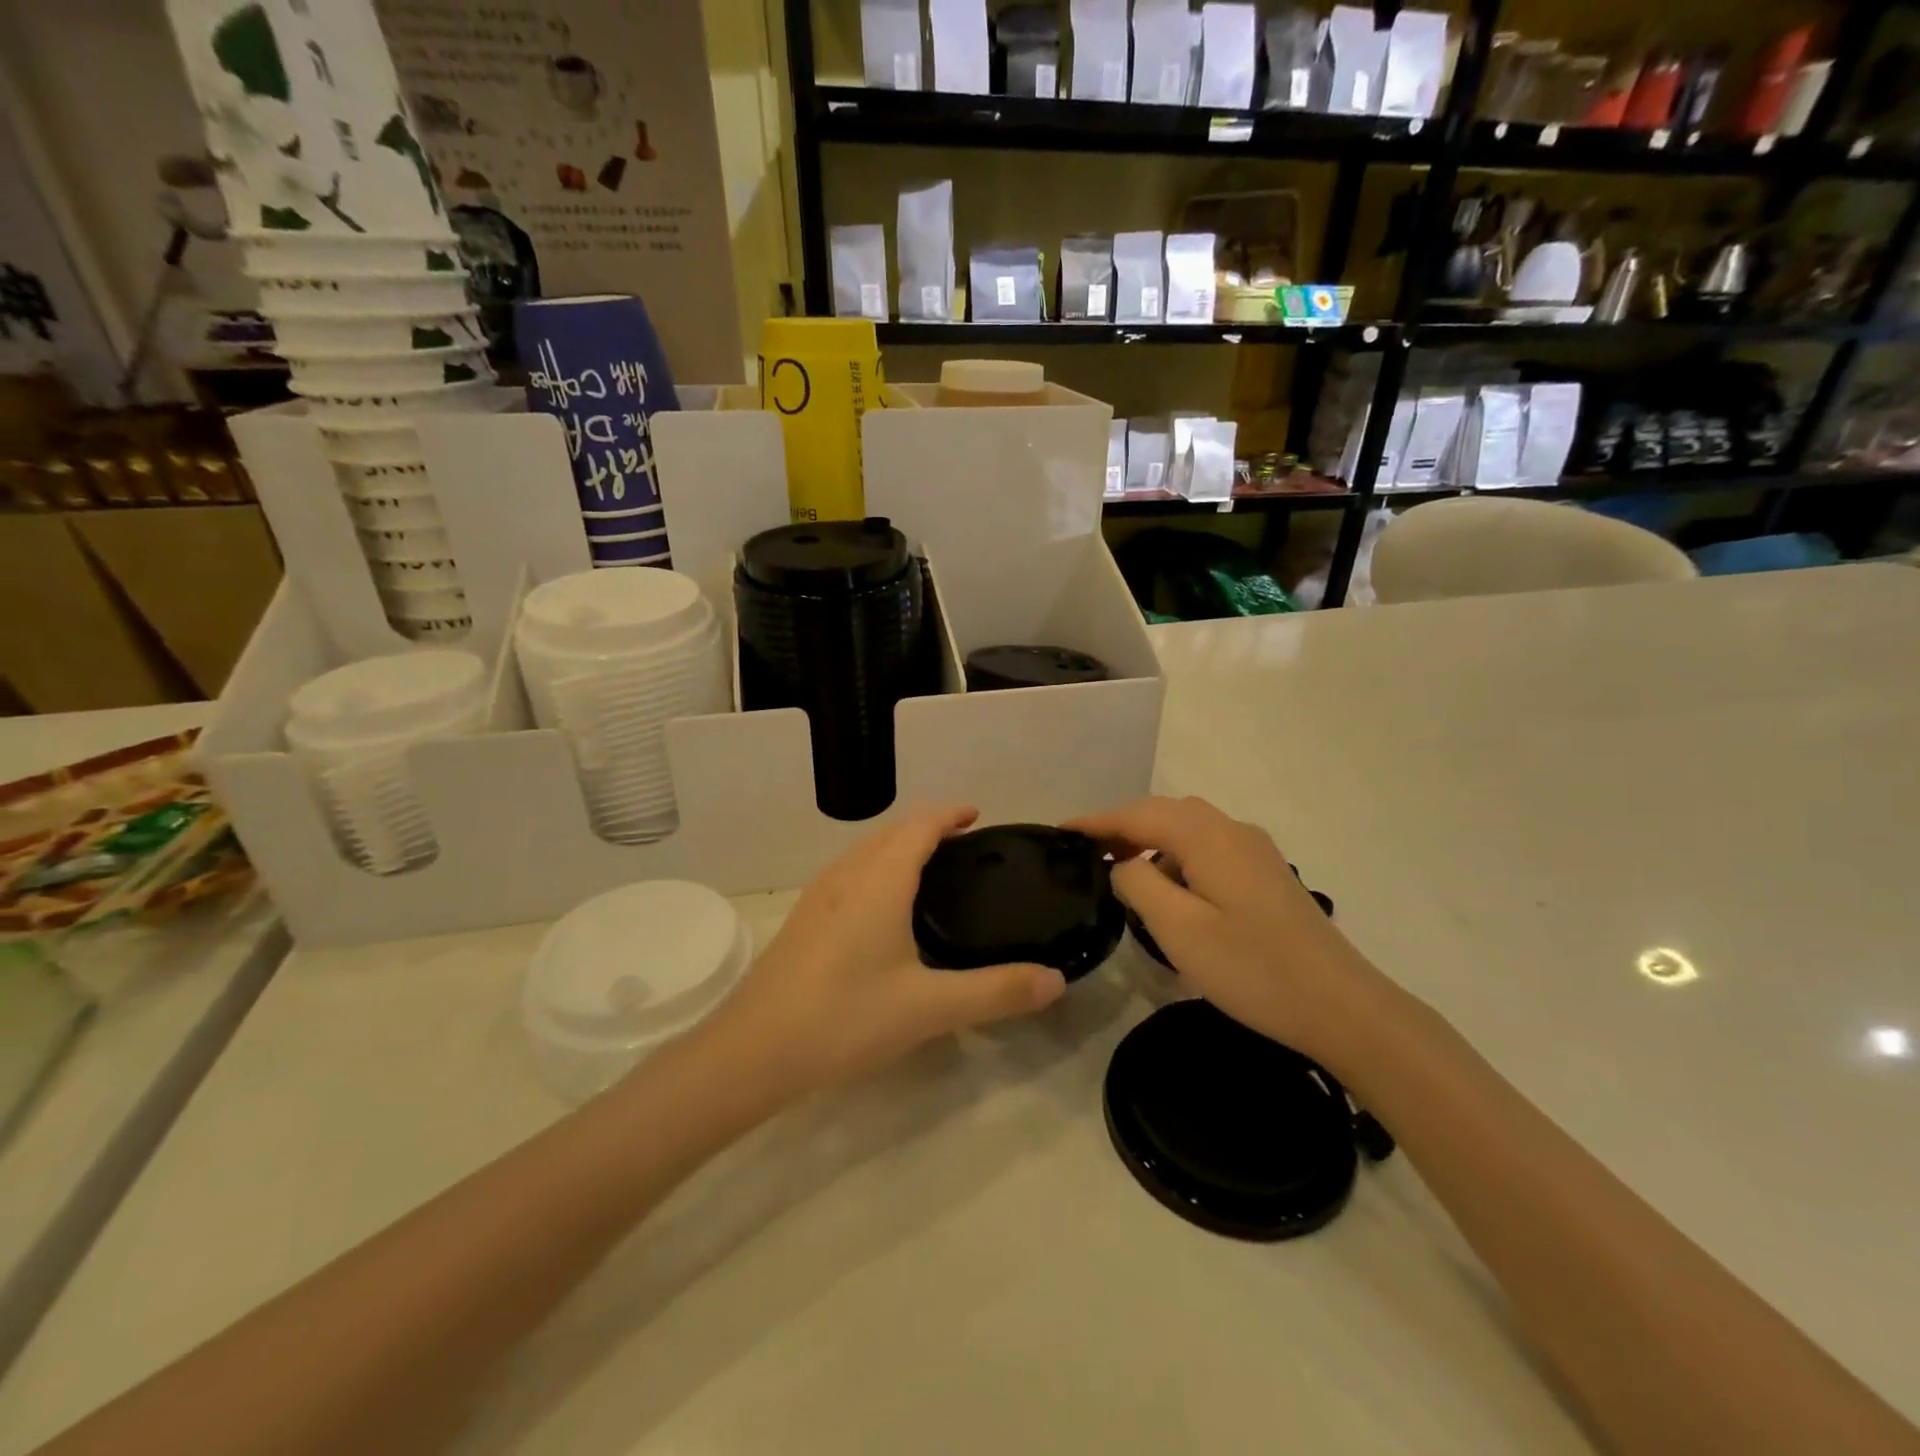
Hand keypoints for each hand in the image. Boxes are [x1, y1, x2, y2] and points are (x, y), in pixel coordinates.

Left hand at [704, 805, 1066, 1097]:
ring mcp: (818, 896)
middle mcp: (846, 876)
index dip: (949, 814)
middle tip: (966, 846)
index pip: (919, 825)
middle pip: (891, 832)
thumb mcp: (929, 1008)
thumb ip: (996, 992)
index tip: (978, 816)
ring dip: (899, 847)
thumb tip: (1056, 980)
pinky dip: (877, 869)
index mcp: (879, 881)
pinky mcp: (803, 920)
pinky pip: (849, 874)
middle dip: (928, 828)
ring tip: (931, 871)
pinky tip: (885, 911)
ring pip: (865, 852)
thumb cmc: (844, 1018)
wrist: (752, 1052)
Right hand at [1068, 796, 1387, 1063]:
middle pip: (1165, 813)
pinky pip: (1209, 849)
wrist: (1341, 1006)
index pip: (1138, 815)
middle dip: (1122, 827)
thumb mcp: (1178, 929)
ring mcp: (1255, 852)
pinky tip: (1173, 892)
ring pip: (1189, 830)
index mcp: (1207, 837)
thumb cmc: (1252, 968)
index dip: (1096, 821)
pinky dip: (1178, 858)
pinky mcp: (1267, 875)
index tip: (1060, 831)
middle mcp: (1232, 831)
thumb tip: (1122, 866)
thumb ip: (1138, 885)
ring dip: (1152, 842)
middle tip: (1087, 853)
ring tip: (1123, 874)